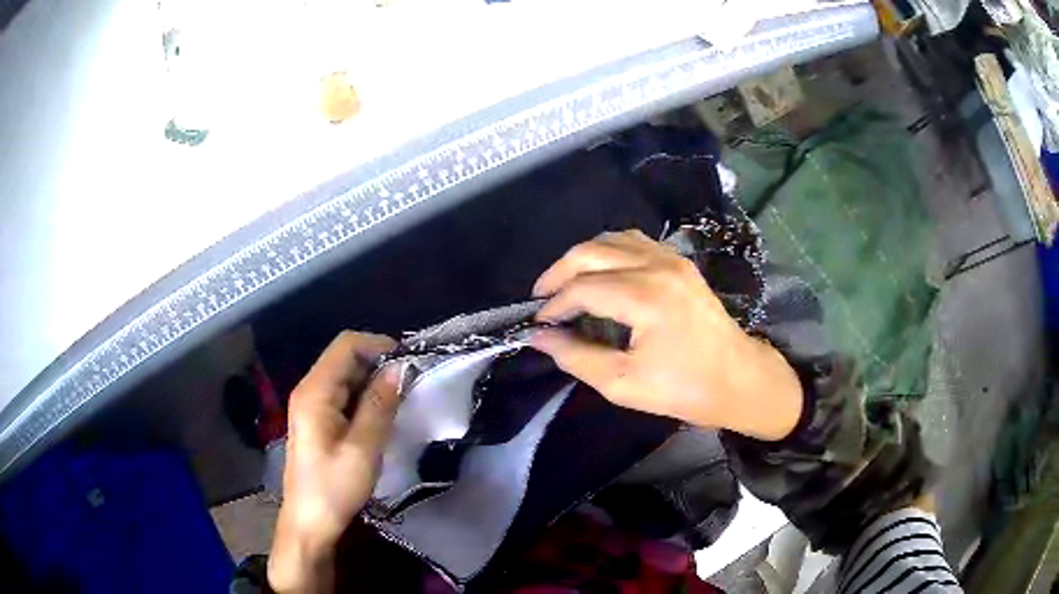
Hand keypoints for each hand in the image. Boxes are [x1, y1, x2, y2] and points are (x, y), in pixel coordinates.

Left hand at [268, 331, 401, 592]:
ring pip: (346, 377)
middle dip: (379, 363)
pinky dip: (365, 398)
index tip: (410, 363)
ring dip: (374, 382)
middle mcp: (310, 390)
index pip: (346, 345)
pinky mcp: (317, 421)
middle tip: (412, 384)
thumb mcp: (363, 449)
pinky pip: (344, 396)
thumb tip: (400, 369)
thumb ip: (380, 405)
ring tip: (403, 399)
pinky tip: (383, 415)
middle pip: (345, 358)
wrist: (310, 523)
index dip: (379, 345)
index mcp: (315, 392)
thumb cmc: (334, 488)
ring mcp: (311, 406)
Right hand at [531, 230, 801, 441]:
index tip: (537, 324)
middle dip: (559, 273)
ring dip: (582, 258)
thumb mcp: (624, 384)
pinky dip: (608, 251)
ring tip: (566, 284)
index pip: (582, 288)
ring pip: (612, 239)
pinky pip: (635, 241)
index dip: (554, 305)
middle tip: (542, 299)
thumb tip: (540, 338)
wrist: (740, 379)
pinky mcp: (680, 262)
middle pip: (591, 252)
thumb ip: (577, 357)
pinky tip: (601, 272)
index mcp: (645, 297)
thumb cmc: (685, 389)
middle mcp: (657, 266)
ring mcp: (672, 259)